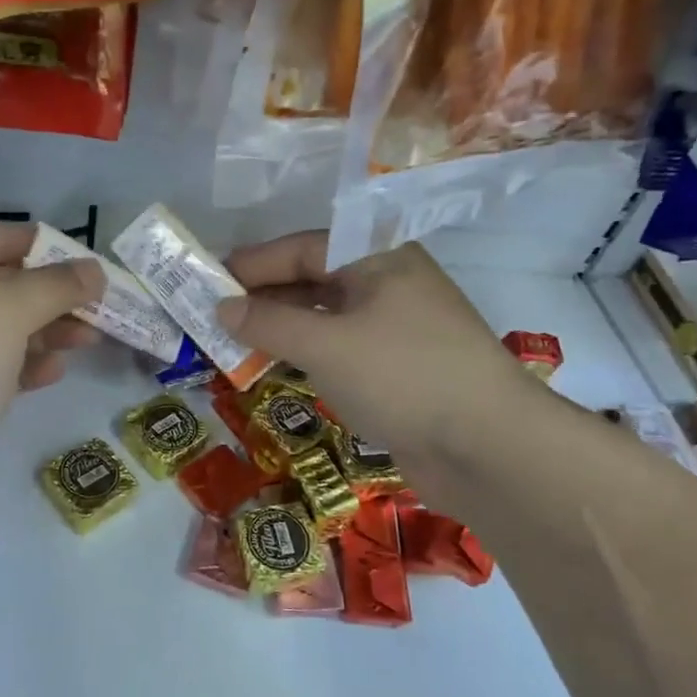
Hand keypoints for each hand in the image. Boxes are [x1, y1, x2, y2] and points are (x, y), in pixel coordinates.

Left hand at [0, 221, 102, 528]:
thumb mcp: (6, 307)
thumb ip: (55, 284)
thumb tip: (95, 270)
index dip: (23, 242)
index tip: (72, 253)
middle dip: (43, 294)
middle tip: (93, 300)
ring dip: (42, 331)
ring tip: (89, 337)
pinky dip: (22, 366)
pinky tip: (55, 371)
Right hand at [219, 233, 543, 510]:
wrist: (487, 448)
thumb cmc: (402, 375)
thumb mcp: (326, 344)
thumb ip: (270, 323)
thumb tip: (222, 308)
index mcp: (379, 259)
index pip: (303, 248)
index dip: (253, 264)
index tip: (208, 281)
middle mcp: (389, 285)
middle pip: (315, 280)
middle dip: (265, 298)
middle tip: (214, 316)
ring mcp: (397, 329)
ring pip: (327, 318)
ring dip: (283, 329)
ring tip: (236, 343)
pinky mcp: (400, 370)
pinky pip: (342, 350)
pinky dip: (308, 355)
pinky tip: (280, 368)